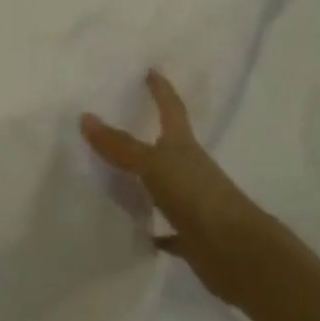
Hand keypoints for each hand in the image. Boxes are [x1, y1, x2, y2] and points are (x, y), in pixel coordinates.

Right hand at [81, 71, 280, 305]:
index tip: (152, 72)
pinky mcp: (193, 235)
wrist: (234, 249)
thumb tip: (85, 117)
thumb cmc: (195, 194)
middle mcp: (191, 170)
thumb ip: (120, 145)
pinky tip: (140, 232)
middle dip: (153, 134)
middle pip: (171, 146)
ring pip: (167, 186)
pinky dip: (157, 228)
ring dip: (150, 182)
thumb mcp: (153, 165)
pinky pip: (170, 229)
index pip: (171, 109)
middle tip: (128, 123)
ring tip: (121, 178)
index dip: (161, 91)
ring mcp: (194, 203)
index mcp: (184, 146)